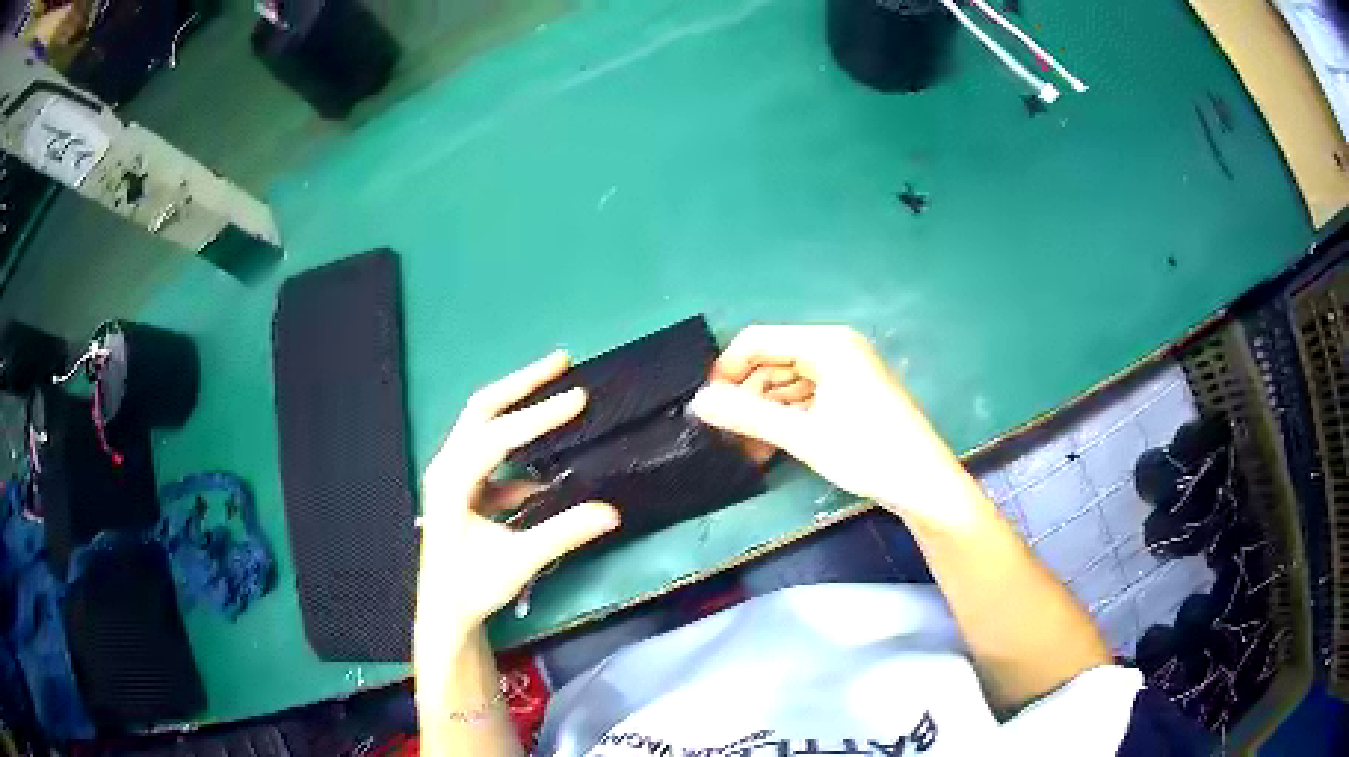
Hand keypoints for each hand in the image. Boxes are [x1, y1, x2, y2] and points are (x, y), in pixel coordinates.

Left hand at [416, 351, 620, 635]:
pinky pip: (495, 455)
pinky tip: (546, 469)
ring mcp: (454, 475)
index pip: (497, 435)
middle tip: (562, 362)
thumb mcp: (518, 562)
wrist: (446, 612)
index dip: (538, 416)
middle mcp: (448, 467)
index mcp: (452, 480)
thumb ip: (563, 534)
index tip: (578, 400)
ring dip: (521, 407)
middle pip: (483, 409)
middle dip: (522, 383)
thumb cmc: (472, 587)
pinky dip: (521, 451)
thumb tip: (611, 511)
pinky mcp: (465, 487)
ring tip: (559, 397)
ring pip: (486, 426)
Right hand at [690, 326, 980, 527]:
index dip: (728, 369)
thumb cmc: (867, 453)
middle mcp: (835, 348)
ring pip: (787, 382)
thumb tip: (699, 403)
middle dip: (748, 396)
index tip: (707, 405)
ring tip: (747, 448)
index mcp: (827, 344)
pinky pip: (806, 397)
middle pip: (773, 361)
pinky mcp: (851, 394)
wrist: (923, 485)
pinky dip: (787, 418)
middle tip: (726, 434)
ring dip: (765, 412)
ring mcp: (846, 371)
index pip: (759, 341)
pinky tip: (771, 446)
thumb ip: (747, 416)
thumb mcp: (803, 436)